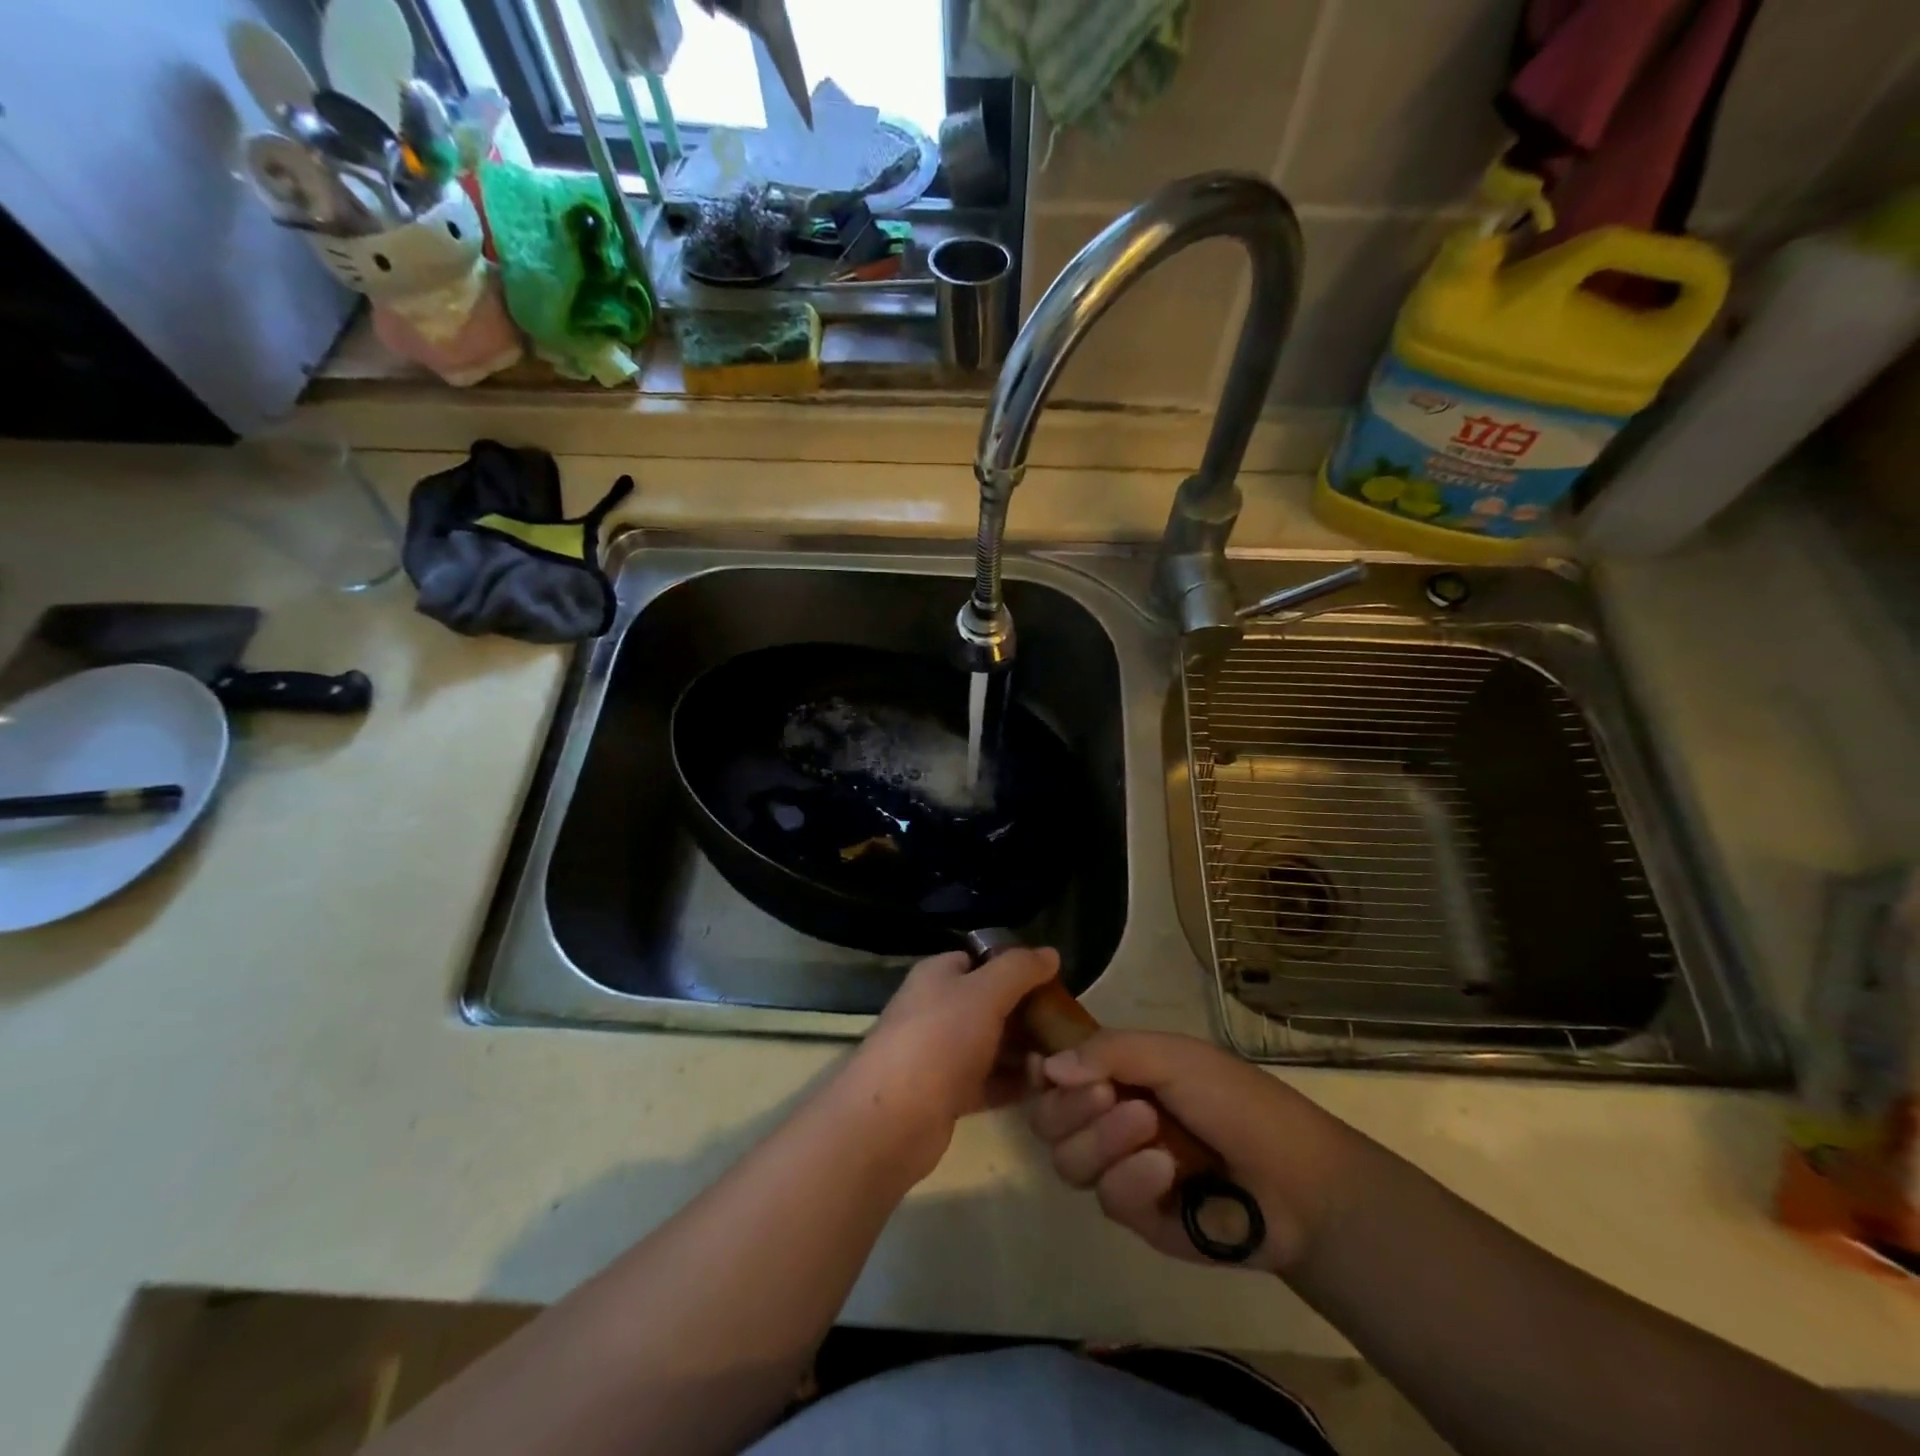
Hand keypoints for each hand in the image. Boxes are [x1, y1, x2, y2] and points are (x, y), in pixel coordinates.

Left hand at [835, 947, 1060, 1183]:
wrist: (892, 1119)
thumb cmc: (939, 1040)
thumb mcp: (984, 993)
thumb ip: (1019, 969)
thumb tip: (1051, 953)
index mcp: (938, 976)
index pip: (982, 960)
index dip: (1017, 968)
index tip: (1056, 984)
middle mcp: (937, 1009)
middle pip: (990, 1003)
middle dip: (1027, 1013)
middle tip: (1068, 1027)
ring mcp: (940, 1054)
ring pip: (991, 1045)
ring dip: (1025, 1051)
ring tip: (1066, 1060)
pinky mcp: (947, 1094)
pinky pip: (988, 1081)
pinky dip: (1013, 1083)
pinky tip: (1046, 1088)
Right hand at [1027, 1030, 1363, 1275]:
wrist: (1297, 1182)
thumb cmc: (1235, 1101)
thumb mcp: (1173, 1057)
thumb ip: (1108, 1053)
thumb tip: (1046, 1067)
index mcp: (1115, 1075)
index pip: (1053, 1073)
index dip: (1041, 1072)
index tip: (1045, 1068)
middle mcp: (1107, 1119)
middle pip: (1048, 1120)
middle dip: (1072, 1107)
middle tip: (1108, 1094)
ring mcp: (1120, 1169)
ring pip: (1068, 1160)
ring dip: (1102, 1140)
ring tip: (1148, 1128)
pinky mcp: (1137, 1217)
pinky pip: (1107, 1199)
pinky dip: (1131, 1179)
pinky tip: (1165, 1171)